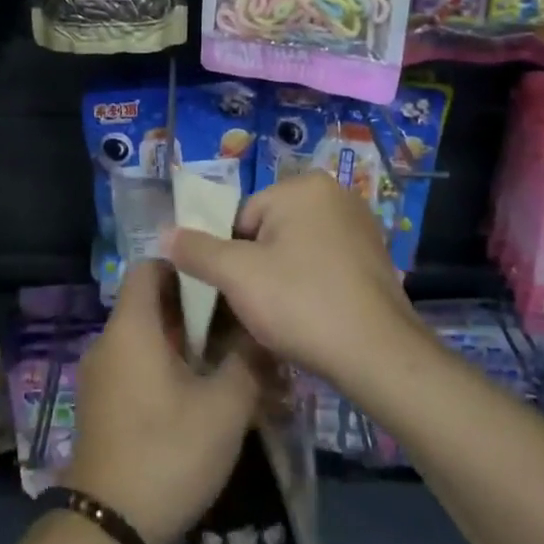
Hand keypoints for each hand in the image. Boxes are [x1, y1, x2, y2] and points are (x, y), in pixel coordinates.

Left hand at [64, 260, 260, 543]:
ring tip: (223, 365)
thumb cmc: (168, 453)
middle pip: (149, 303)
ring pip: (144, 338)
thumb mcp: (224, 408)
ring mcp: (99, 374)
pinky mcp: (100, 404)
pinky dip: (163, 369)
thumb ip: (246, 361)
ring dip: (181, 344)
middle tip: (234, 329)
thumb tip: (259, 333)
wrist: (108, 527)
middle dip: (193, 311)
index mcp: (131, 327)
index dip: (185, 267)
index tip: (221, 285)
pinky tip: (196, 399)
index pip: (149, 266)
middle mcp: (108, 341)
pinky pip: (133, 366)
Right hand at [165, 171, 419, 387]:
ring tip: (286, 318)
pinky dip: (312, 287)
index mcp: (304, 186)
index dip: (232, 258)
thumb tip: (165, 234)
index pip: (242, 218)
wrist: (379, 356)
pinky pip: (324, 266)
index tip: (239, 292)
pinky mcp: (375, 258)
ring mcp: (360, 226)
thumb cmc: (302, 303)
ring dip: (283, 280)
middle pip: (269, 232)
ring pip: (295, 251)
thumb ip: (196, 251)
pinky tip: (312, 318)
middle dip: (258, 268)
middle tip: (261, 308)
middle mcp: (336, 195)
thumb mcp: (237, 276)